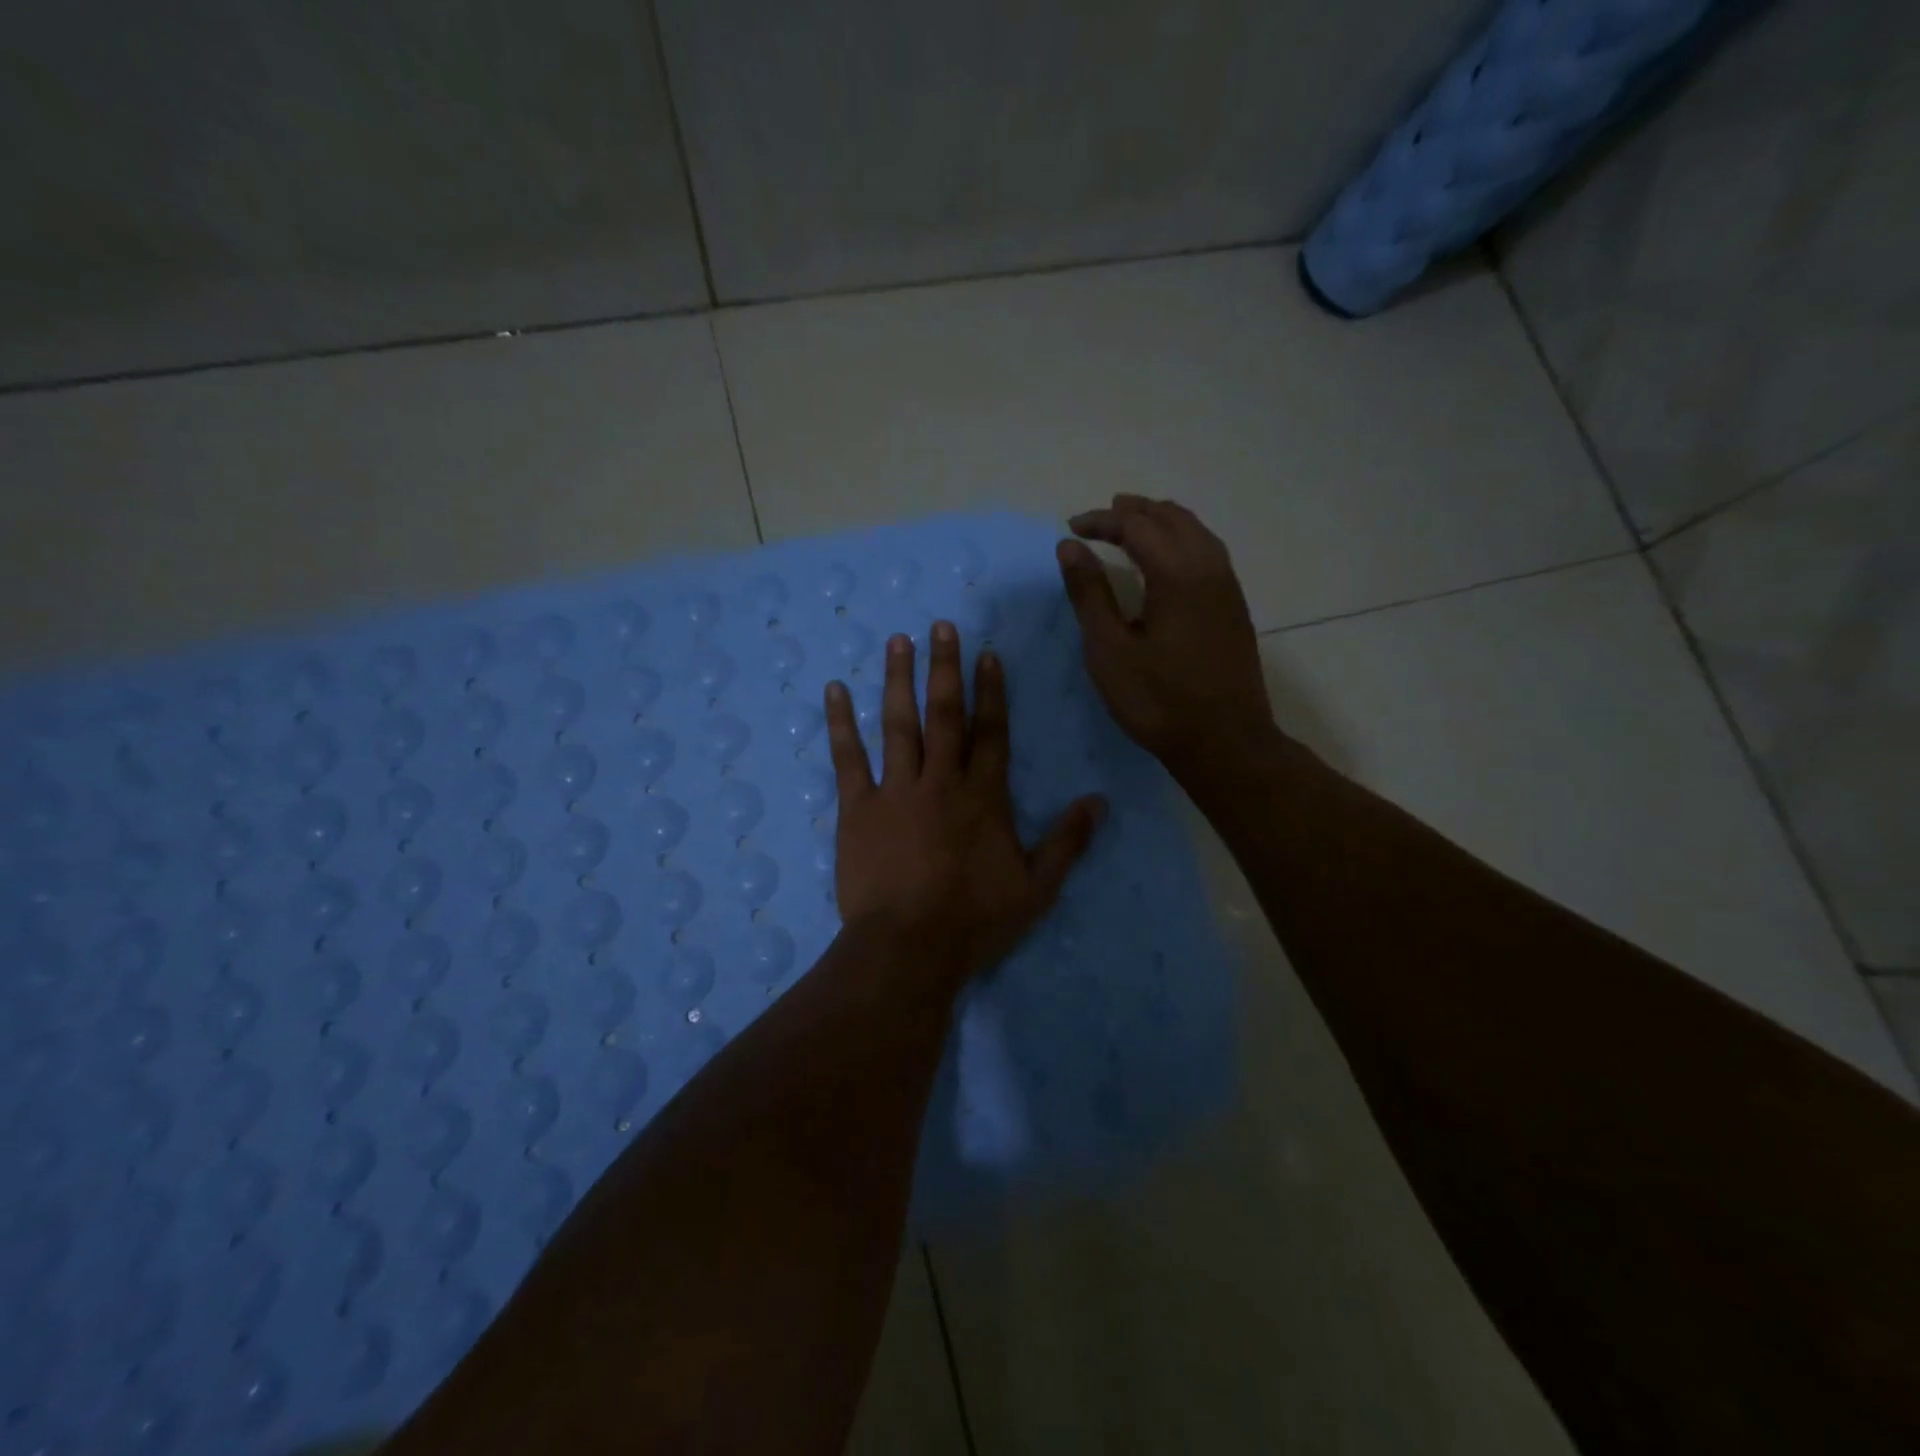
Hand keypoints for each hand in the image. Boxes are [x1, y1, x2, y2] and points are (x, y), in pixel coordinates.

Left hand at [825, 621, 1104, 988]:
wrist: (908, 948)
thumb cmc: (974, 921)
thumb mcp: (1037, 888)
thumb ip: (1068, 842)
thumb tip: (1099, 801)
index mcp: (984, 797)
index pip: (991, 732)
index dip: (991, 692)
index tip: (987, 654)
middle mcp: (941, 781)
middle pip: (945, 714)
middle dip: (945, 668)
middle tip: (940, 626)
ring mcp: (896, 791)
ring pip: (898, 724)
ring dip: (898, 680)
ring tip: (897, 642)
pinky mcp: (857, 808)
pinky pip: (847, 758)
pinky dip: (840, 723)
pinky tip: (834, 691)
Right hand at [1056, 494, 1274, 778]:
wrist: (1224, 742)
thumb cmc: (1158, 699)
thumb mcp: (1109, 649)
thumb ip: (1089, 594)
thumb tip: (1070, 547)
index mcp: (1177, 574)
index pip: (1137, 526)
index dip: (1102, 521)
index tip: (1072, 528)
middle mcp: (1209, 568)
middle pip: (1173, 519)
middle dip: (1136, 512)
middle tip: (1103, 516)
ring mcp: (1228, 588)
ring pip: (1197, 533)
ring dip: (1163, 522)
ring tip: (1135, 525)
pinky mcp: (1235, 608)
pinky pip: (1209, 553)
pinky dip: (1183, 540)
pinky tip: (1169, 560)